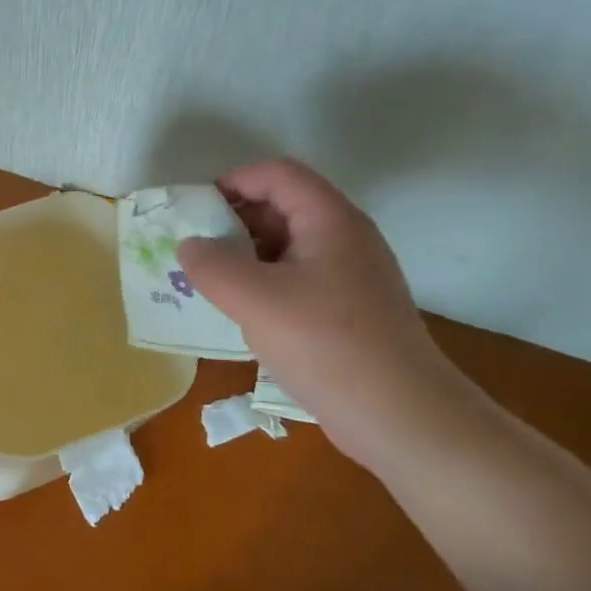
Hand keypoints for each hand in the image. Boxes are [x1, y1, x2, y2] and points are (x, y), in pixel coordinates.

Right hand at [177, 160, 467, 467]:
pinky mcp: (350, 309)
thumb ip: (211, 265)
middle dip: (235, 220)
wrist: (400, 416)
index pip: (278, 174)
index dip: (235, 181)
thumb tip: (189, 246)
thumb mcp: (254, 299)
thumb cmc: (325, 344)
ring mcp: (352, 275)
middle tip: (197, 248)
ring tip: (211, 281)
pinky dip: (266, 282)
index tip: (197, 209)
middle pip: (284, 206)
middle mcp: (346, 237)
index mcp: (330, 219)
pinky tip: (244, 312)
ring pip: (290, 245)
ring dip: (247, 254)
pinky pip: (299, 278)